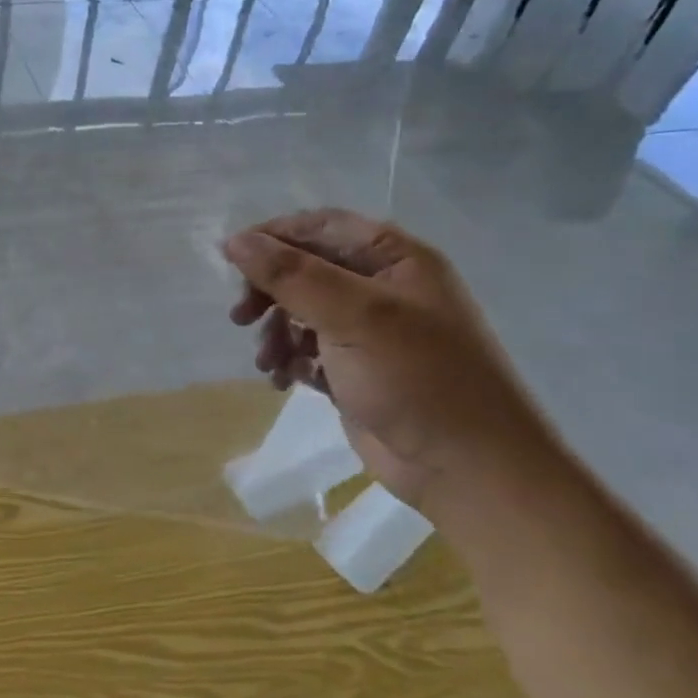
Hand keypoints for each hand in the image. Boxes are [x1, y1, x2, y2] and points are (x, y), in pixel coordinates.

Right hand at [222, 209, 565, 517]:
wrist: (467, 470)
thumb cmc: (417, 379)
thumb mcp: (352, 317)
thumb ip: (291, 275)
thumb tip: (234, 241)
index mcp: (395, 260)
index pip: (321, 227)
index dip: (273, 237)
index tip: (230, 260)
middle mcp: (382, 288)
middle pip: (306, 270)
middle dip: (270, 291)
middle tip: (241, 317)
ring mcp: (370, 332)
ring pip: (301, 312)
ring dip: (276, 331)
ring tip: (267, 362)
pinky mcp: (356, 371)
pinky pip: (308, 350)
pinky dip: (289, 360)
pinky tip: (282, 380)